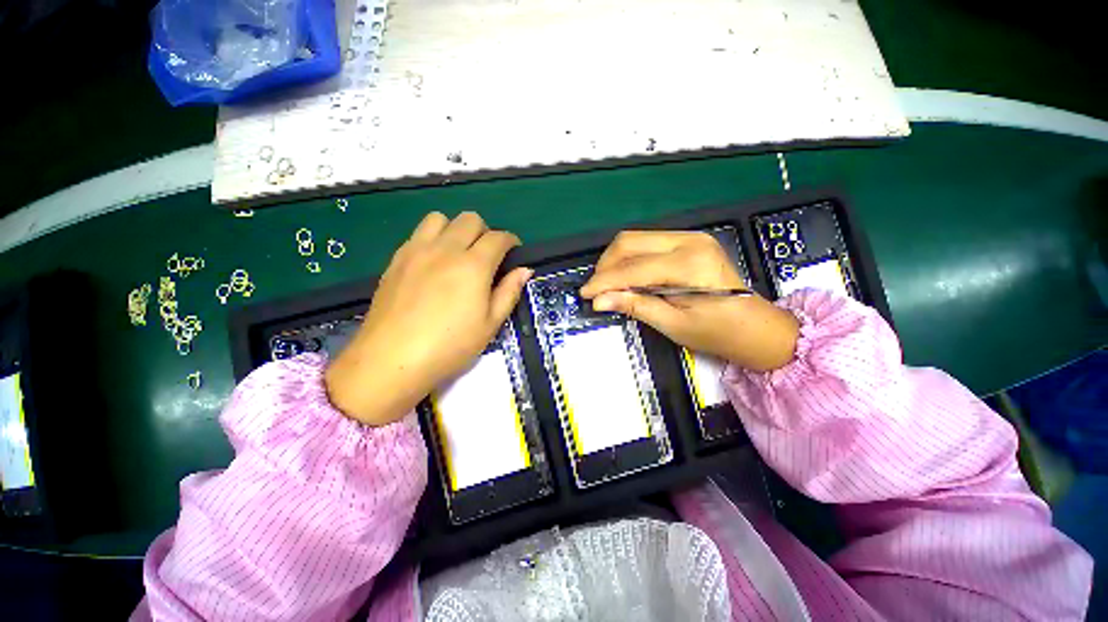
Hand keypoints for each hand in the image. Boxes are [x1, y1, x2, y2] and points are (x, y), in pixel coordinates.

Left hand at [325, 212, 531, 425]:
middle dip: (485, 232)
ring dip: (456, 229)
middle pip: (470, 219)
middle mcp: (446, 249)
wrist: (391, 360)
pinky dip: (433, 238)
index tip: (513, 252)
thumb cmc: (450, 346)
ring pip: (440, 218)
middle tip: (487, 256)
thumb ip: (509, 292)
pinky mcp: (396, 259)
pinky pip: (418, 233)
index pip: (498, 238)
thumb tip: (525, 270)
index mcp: (473, 266)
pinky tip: (433, 263)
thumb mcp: (490, 324)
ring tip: (458, 253)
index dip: (511, 241)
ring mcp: (417, 251)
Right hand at [580, 231, 798, 371]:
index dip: (604, 281)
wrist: (756, 328)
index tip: (585, 295)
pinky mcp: (688, 241)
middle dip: (606, 266)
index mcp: (689, 264)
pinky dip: (629, 259)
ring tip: (607, 285)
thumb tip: (599, 300)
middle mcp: (689, 241)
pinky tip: (625, 276)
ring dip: (615, 260)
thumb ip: (635, 306)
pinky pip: (646, 243)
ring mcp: (690, 237)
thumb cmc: (718, 333)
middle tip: (595, 290)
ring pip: (635, 239)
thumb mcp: (673, 324)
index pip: (633, 267)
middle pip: (630, 242)